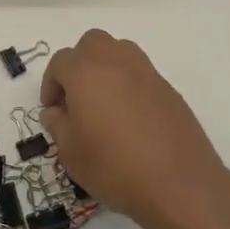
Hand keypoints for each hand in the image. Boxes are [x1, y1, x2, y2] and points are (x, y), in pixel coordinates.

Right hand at [40, 29, 229, 228]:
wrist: (179, 184)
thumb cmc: (113, 166)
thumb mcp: (70, 152)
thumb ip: (57, 124)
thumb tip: (56, 111)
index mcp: (85, 71)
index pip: (59, 62)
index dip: (50, 84)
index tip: (52, 110)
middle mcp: (116, 62)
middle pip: (91, 44)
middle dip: (78, 64)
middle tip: (76, 98)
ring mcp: (146, 73)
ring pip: (119, 52)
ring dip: (105, 69)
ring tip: (103, 104)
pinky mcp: (168, 89)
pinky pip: (140, 74)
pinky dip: (129, 85)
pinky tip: (130, 119)